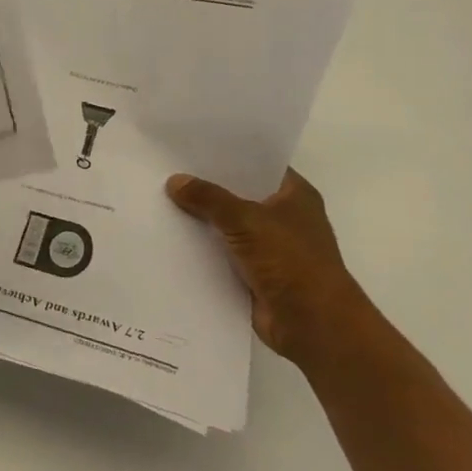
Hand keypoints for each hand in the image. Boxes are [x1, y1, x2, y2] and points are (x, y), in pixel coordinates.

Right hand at [165, 169, 373, 363]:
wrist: (313, 325)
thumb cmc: (290, 262)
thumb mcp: (246, 220)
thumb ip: (209, 198)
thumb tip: (175, 181)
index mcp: (294, 196)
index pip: (257, 164)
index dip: (226, 155)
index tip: (189, 145)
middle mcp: (283, 217)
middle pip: (237, 194)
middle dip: (205, 186)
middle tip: (164, 170)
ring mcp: (268, 246)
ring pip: (226, 224)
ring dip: (200, 219)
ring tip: (158, 200)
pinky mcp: (253, 272)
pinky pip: (220, 251)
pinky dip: (200, 247)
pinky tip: (168, 236)